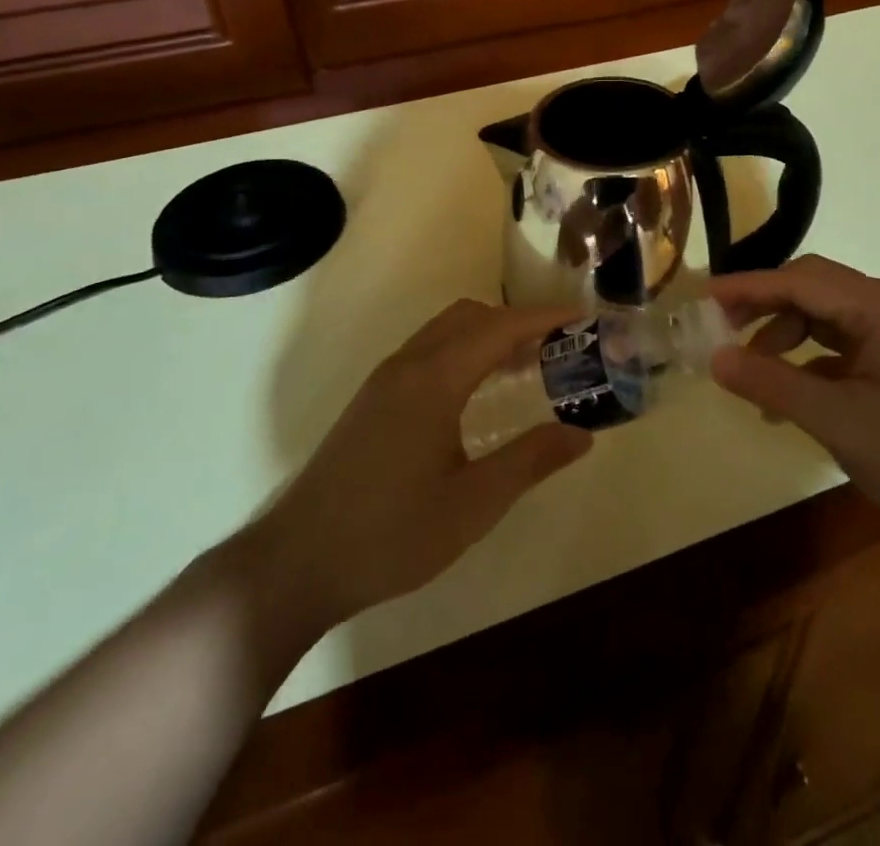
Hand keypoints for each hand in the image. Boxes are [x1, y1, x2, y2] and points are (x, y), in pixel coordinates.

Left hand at [243, 300, 591, 628]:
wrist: (296, 563)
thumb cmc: (390, 535)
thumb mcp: (473, 505)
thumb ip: (530, 461)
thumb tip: (583, 434)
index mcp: (434, 380)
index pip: (499, 328)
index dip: (543, 319)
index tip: (582, 319)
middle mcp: (407, 365)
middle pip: (471, 317)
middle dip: (517, 322)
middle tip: (558, 348)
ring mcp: (384, 379)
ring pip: (446, 331)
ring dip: (488, 335)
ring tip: (527, 366)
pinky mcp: (373, 398)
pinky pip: (429, 350)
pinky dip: (464, 350)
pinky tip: (478, 392)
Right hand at [707, 256, 879, 545]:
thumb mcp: (840, 421)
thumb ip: (773, 383)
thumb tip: (715, 358)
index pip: (800, 281)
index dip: (747, 287)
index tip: (701, 298)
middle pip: (814, 291)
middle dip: (765, 308)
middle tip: (721, 332)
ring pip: (829, 318)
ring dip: (788, 338)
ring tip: (755, 378)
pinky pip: (849, 345)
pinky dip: (815, 361)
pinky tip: (795, 394)